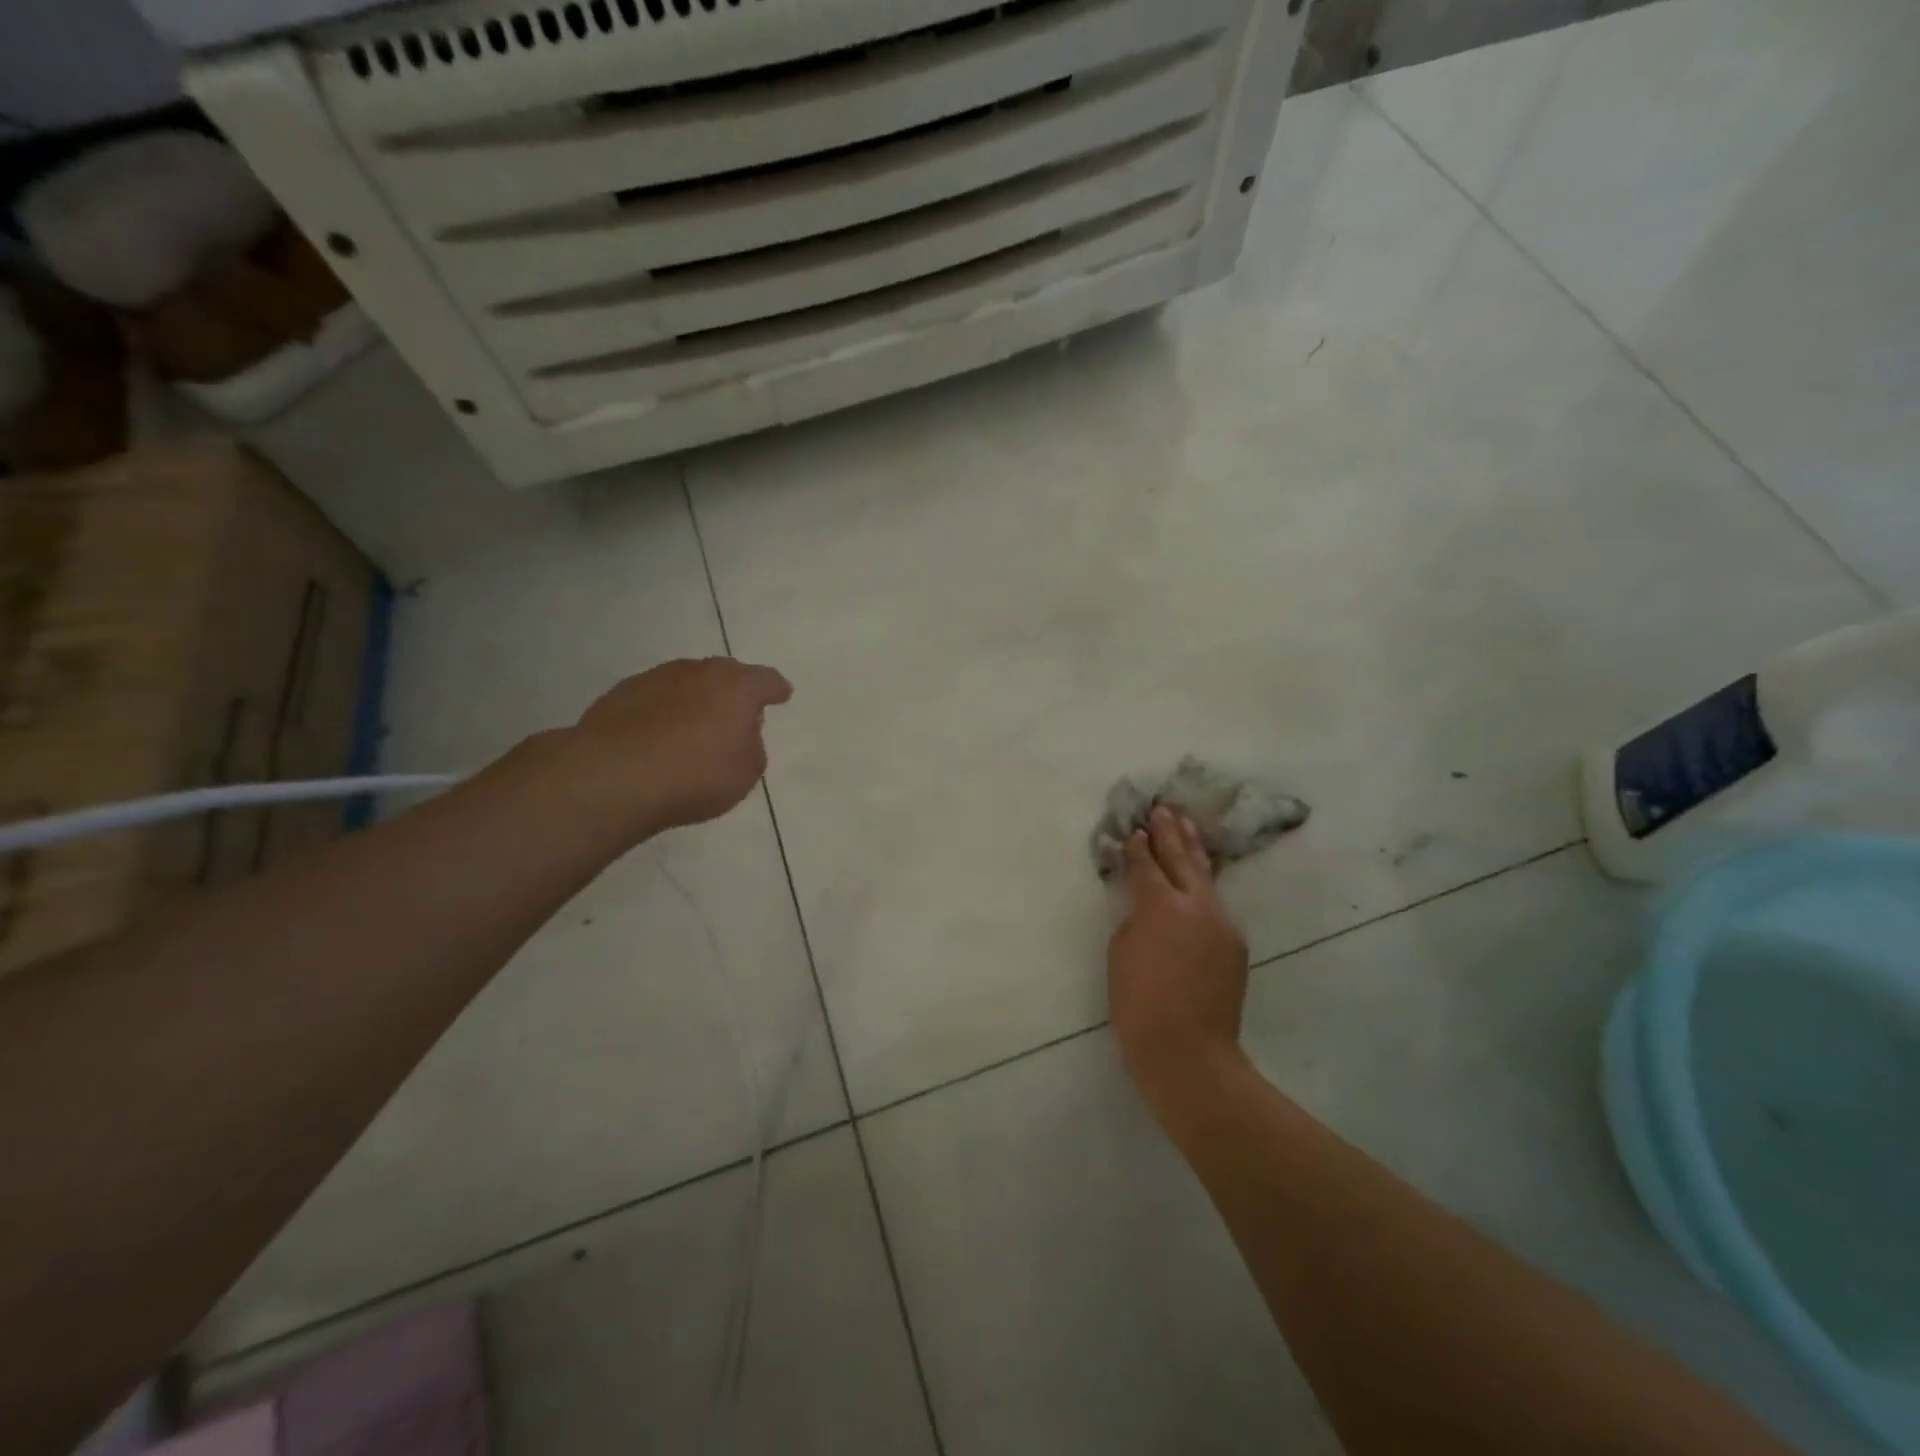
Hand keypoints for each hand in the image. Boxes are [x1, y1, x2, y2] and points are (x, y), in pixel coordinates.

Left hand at [565, 657, 792, 833]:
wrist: (613, 777)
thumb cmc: (696, 775)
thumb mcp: (746, 772)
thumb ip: (751, 746)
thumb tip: (739, 733)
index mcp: (737, 687)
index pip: (766, 680)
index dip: (775, 689)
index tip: (781, 694)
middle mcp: (698, 672)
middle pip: (724, 673)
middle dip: (733, 689)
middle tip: (735, 712)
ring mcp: (656, 678)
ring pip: (686, 682)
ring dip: (694, 699)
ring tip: (693, 726)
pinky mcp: (620, 694)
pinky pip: (654, 699)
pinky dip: (662, 712)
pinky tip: (658, 735)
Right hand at [1108, 806, 1250, 1115]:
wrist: (1189, 1051)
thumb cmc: (1139, 1003)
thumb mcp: (1121, 953)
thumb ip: (1135, 918)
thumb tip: (1147, 906)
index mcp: (1160, 905)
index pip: (1146, 865)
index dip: (1137, 847)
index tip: (1134, 830)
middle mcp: (1196, 904)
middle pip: (1181, 858)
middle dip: (1170, 832)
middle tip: (1164, 809)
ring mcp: (1221, 922)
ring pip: (1205, 875)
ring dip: (1193, 848)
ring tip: (1186, 823)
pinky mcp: (1234, 942)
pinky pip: (1215, 904)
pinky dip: (1203, 884)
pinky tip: (1198, 877)